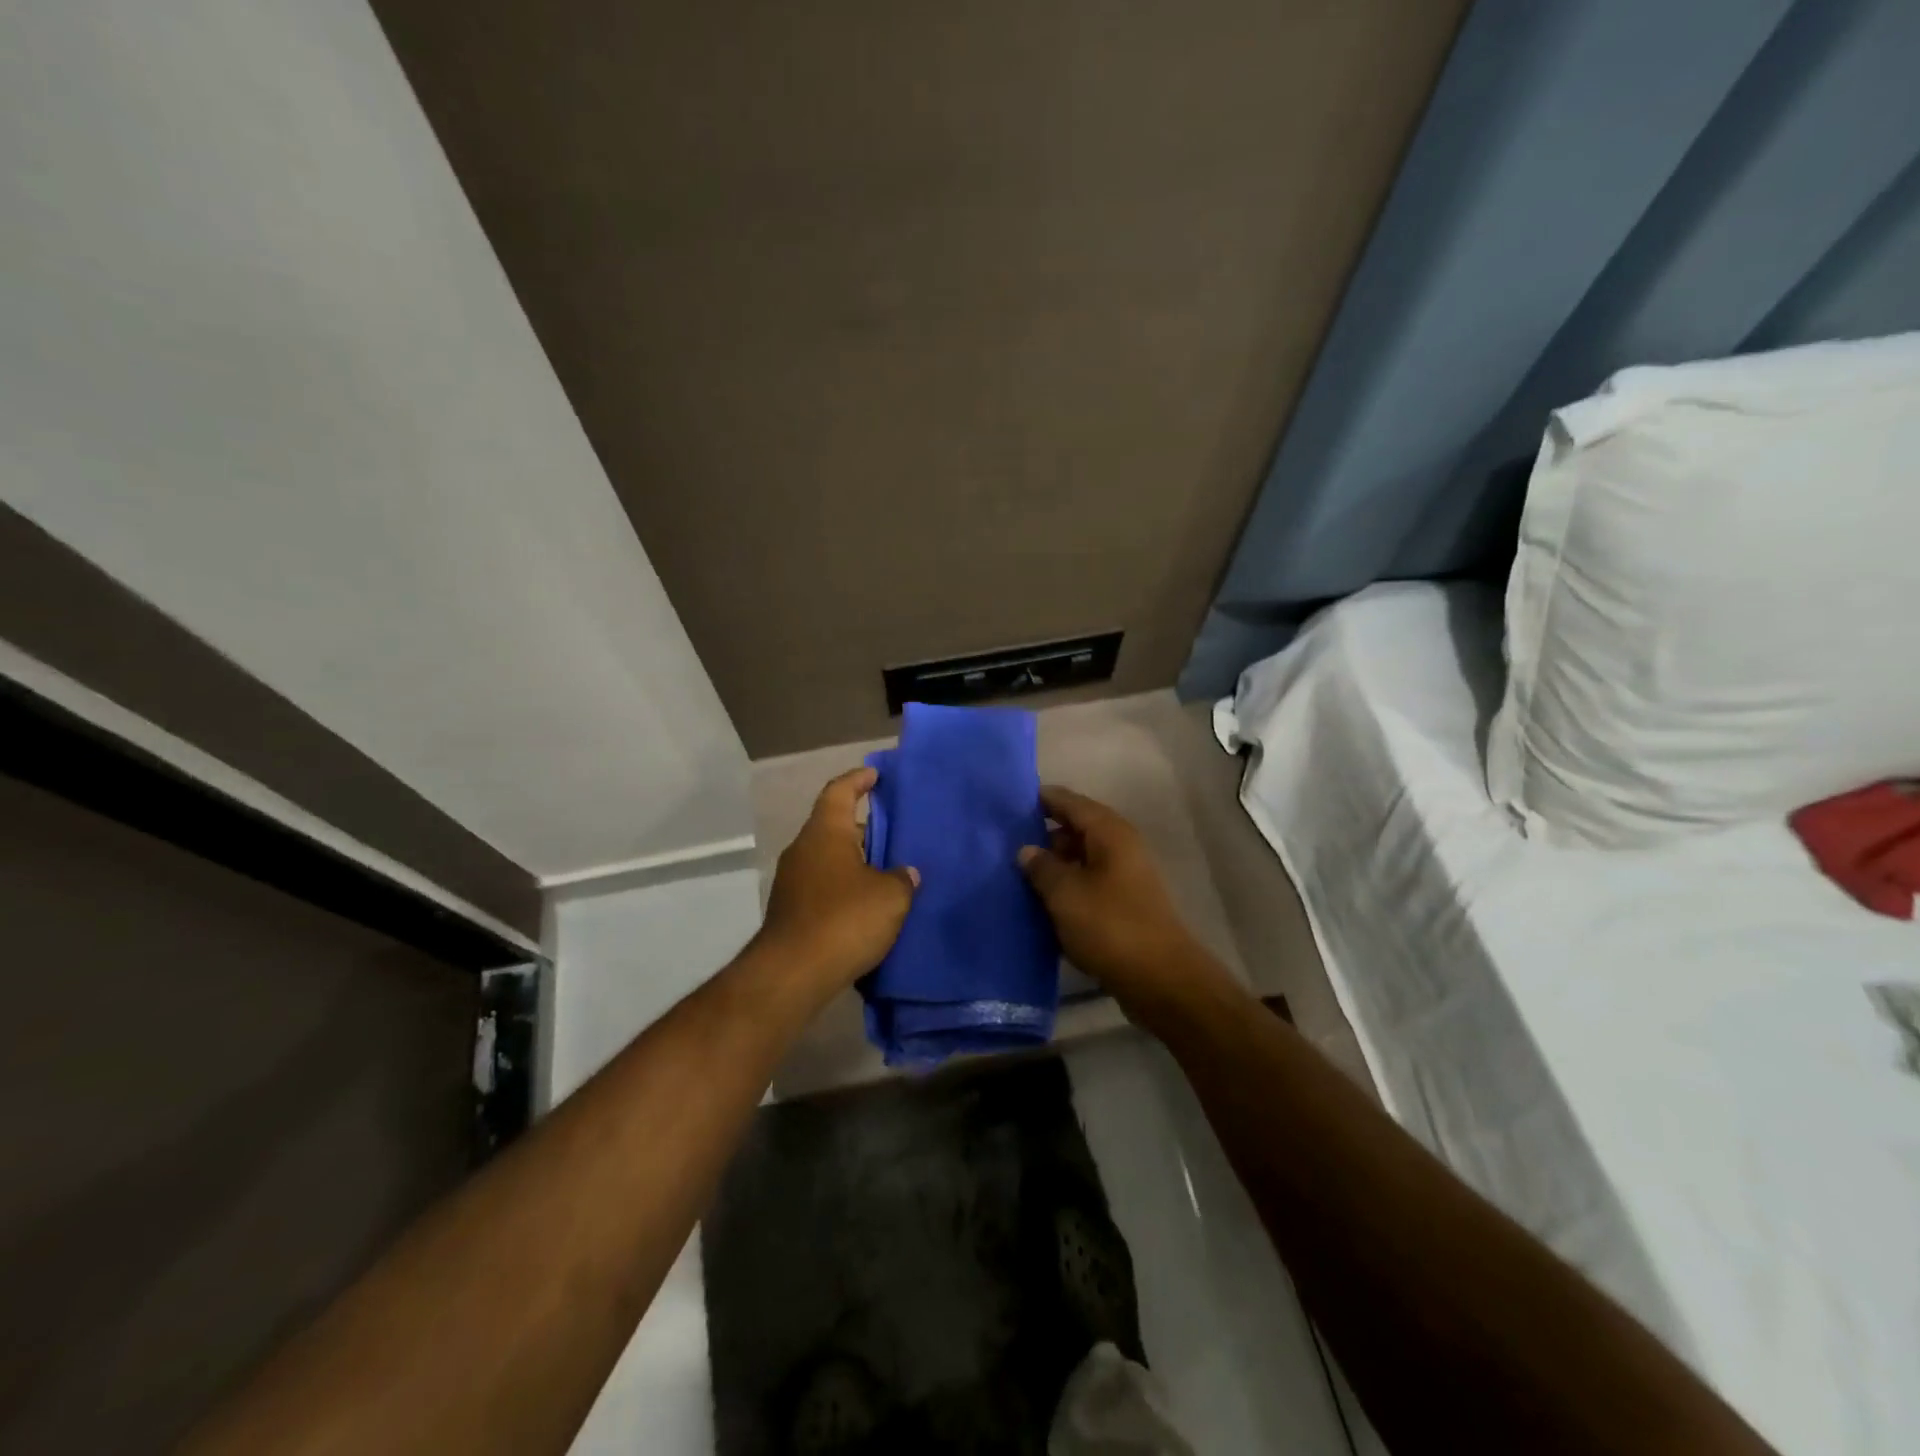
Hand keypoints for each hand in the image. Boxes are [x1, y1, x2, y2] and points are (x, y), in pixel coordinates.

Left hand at [757, 766, 918, 997]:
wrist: (792, 973)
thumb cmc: (844, 920)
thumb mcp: (889, 896)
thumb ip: (901, 879)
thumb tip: (904, 873)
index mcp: (825, 833)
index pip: (839, 791)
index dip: (858, 779)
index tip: (876, 774)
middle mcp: (803, 849)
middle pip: (834, 825)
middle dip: (863, 827)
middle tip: (894, 832)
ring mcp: (792, 881)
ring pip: (828, 858)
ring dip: (854, 861)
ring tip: (886, 870)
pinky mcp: (790, 911)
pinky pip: (822, 885)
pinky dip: (844, 886)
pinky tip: (867, 904)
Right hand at [1018, 785, 1211, 1002]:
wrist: (1159, 979)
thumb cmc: (1109, 926)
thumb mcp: (1065, 893)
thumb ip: (1041, 867)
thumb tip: (1027, 850)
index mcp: (1109, 833)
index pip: (1069, 802)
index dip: (1041, 799)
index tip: (1007, 803)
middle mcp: (1120, 847)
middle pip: (1076, 828)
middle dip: (1042, 834)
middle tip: (1003, 843)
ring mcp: (1124, 876)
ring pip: (1081, 859)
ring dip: (1053, 865)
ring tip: (1015, 874)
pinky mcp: (1123, 904)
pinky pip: (1088, 884)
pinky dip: (1066, 887)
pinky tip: (1040, 902)